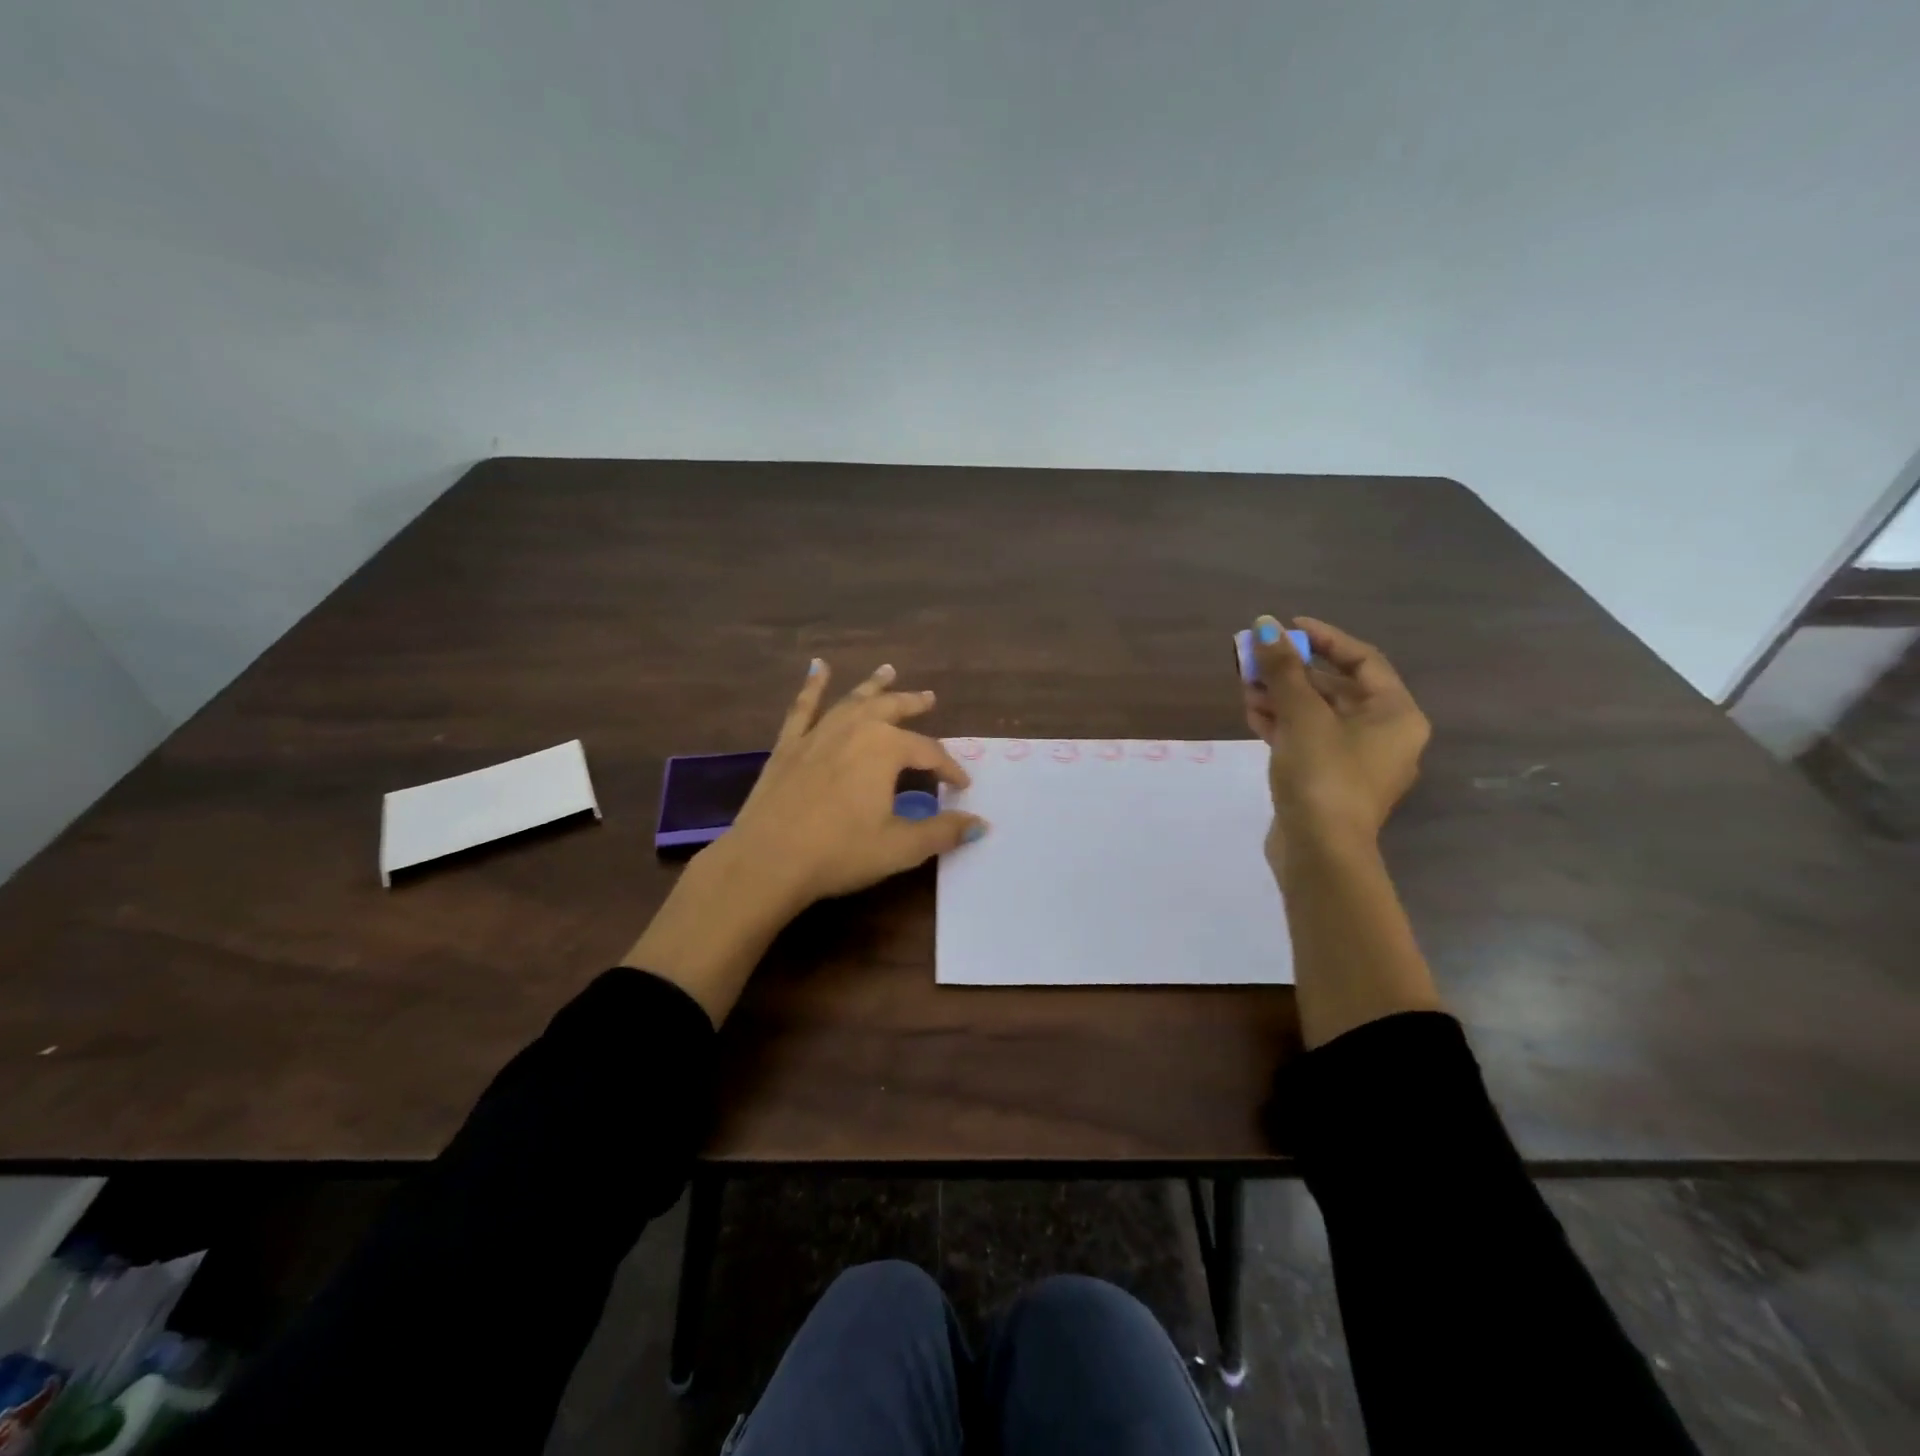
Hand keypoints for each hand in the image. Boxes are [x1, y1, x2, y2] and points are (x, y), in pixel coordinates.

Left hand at [625, 659, 986, 1025]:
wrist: (767, 860)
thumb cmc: (840, 853)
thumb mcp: (900, 847)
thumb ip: (943, 832)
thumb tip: (980, 823)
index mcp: (886, 748)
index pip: (929, 753)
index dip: (949, 769)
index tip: (962, 786)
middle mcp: (855, 729)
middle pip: (892, 710)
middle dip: (913, 704)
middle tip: (929, 697)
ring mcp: (818, 733)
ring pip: (852, 701)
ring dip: (873, 686)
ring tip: (888, 671)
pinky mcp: (788, 746)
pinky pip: (803, 708)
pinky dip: (812, 686)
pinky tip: (818, 668)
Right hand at [1243, 614, 1428, 868]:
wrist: (1319, 852)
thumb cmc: (1323, 775)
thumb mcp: (1302, 715)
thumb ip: (1283, 669)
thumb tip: (1265, 626)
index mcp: (1395, 714)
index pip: (1362, 660)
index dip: (1324, 638)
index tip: (1286, 627)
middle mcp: (1383, 735)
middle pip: (1336, 688)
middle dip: (1293, 672)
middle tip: (1256, 659)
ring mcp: (1355, 761)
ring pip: (1317, 715)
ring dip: (1282, 697)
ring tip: (1246, 686)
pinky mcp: (1328, 780)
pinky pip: (1308, 739)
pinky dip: (1283, 724)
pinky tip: (1253, 714)